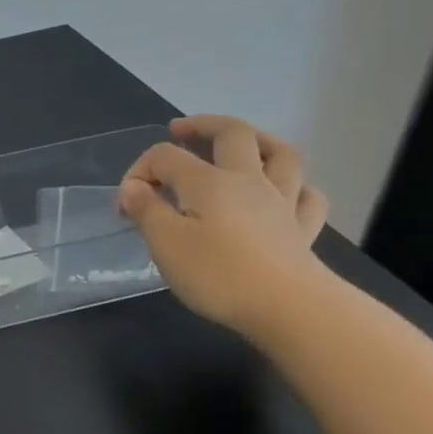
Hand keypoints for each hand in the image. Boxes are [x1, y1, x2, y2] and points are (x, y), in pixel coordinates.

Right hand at [118, 115, 331, 336]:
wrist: (288, 307)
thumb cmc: (218, 275)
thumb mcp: (165, 244)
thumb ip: (146, 211)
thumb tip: (133, 188)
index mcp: (208, 181)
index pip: (166, 157)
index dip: (140, 171)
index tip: (125, 206)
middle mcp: (247, 180)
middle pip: (232, 134)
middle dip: (203, 126)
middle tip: (181, 131)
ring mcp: (282, 202)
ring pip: (280, 155)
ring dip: (260, 141)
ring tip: (243, 143)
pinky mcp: (303, 230)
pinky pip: (307, 196)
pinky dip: (297, 187)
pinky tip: (287, 193)